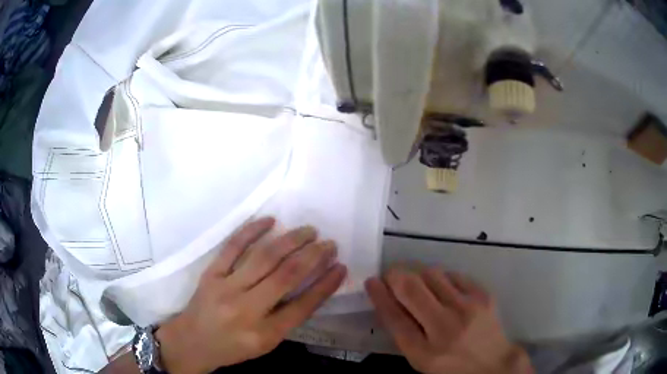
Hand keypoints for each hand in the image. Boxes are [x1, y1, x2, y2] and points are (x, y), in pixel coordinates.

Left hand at [156, 217, 346, 373]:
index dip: (326, 284)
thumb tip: (312, 287)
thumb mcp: (265, 343)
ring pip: (264, 257)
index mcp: (264, 333)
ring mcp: (226, 288)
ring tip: (309, 231)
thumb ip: (287, 319)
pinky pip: (232, 247)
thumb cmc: (233, 347)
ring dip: (291, 240)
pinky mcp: (211, 273)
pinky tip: (270, 221)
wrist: (192, 342)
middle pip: (287, 276)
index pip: (304, 305)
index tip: (341, 266)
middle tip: (329, 243)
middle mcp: (247, 309)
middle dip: (313, 256)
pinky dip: (252, 231)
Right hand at [365, 268, 533, 373]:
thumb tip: (388, 300)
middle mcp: (445, 328)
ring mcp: (467, 309)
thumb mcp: (421, 359)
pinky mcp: (483, 295)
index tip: (371, 281)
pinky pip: (453, 274)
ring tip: (420, 284)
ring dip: (419, 274)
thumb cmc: (450, 365)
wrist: (492, 363)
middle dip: (395, 275)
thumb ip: (404, 333)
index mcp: (424, 352)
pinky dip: (442, 278)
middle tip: (391, 275)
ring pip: (432, 274)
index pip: (394, 317)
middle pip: (411, 289)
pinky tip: (443, 289)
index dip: (379, 296)